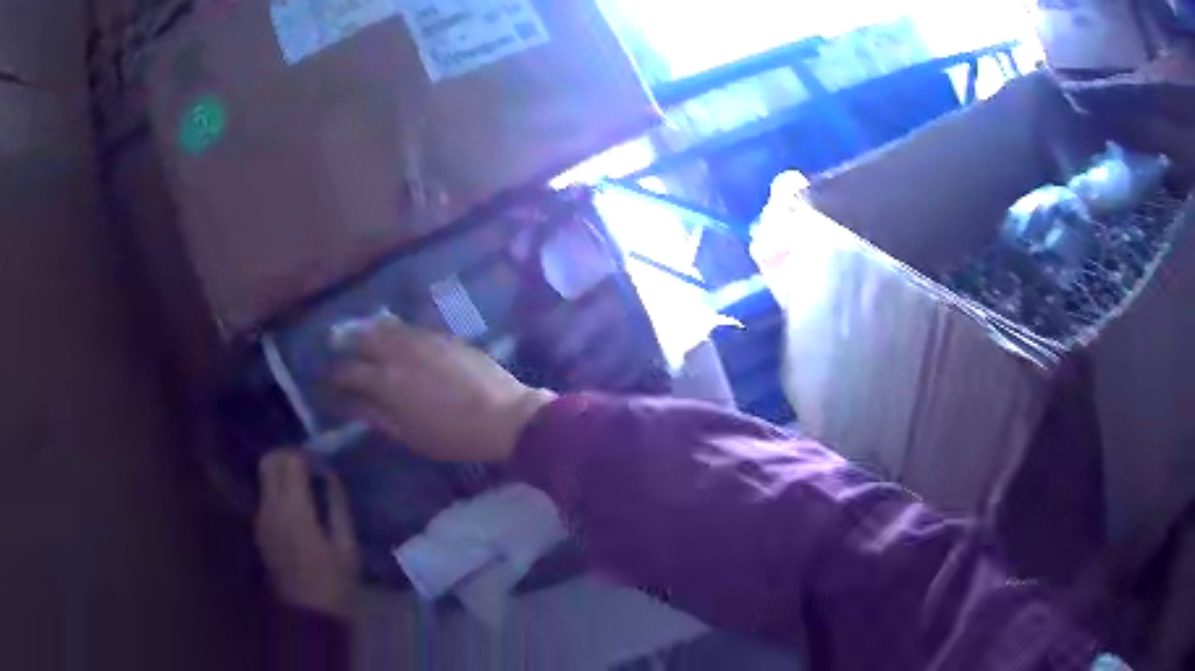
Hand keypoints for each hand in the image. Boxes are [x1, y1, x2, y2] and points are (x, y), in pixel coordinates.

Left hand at [255, 451, 359, 618]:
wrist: (308, 617)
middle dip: (288, 457)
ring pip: (264, 477)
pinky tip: (298, 509)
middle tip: (310, 468)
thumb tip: (330, 477)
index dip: (307, 455)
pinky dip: (278, 491)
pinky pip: (265, 497)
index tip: (322, 464)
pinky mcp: (259, 530)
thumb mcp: (347, 548)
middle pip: (269, 461)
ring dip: (282, 473)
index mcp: (295, 511)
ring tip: (306, 489)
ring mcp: (261, 519)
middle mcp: (271, 508)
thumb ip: (337, 507)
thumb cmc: (335, 585)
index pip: (291, 461)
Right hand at [330, 315, 554, 461]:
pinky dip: (393, 329)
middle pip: (362, 339)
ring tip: (358, 336)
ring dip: (367, 331)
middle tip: (335, 348)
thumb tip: (348, 402)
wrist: (504, 416)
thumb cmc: (452, 436)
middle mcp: (399, 352)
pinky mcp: (443, 336)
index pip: (348, 372)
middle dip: (344, 344)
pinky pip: (409, 327)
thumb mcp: (407, 434)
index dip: (332, 377)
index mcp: (386, 381)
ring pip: (385, 326)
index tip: (324, 381)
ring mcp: (422, 339)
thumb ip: (374, 414)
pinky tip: (392, 335)